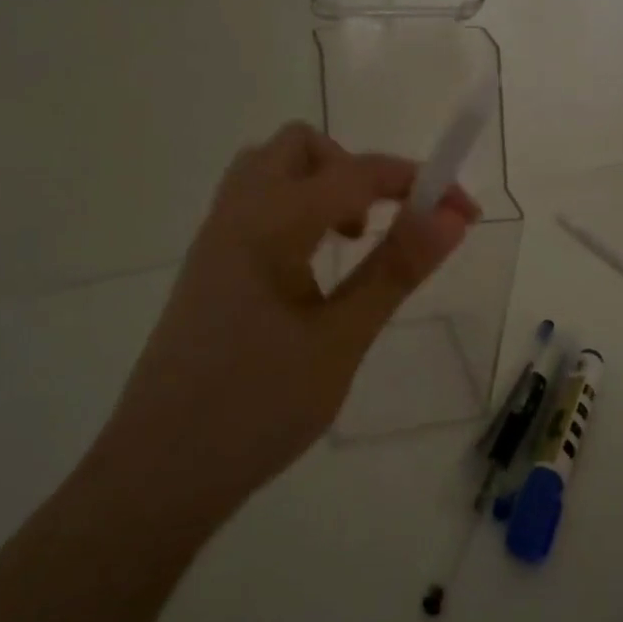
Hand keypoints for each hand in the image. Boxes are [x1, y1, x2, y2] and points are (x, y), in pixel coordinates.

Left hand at [90, 122, 480, 527]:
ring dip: (321, 184)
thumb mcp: (341, 340)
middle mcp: (236, 214)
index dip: (417, 181)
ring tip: (349, 242)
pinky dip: (296, 208)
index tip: (464, 212)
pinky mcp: (209, 265)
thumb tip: (451, 216)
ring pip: (271, 171)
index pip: (355, 172)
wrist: (157, 474)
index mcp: (268, 224)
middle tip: (383, 224)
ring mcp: (215, 238)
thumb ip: (395, 270)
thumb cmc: (256, 408)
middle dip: (355, 169)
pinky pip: (256, 204)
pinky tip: (311, 268)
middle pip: (300, 147)